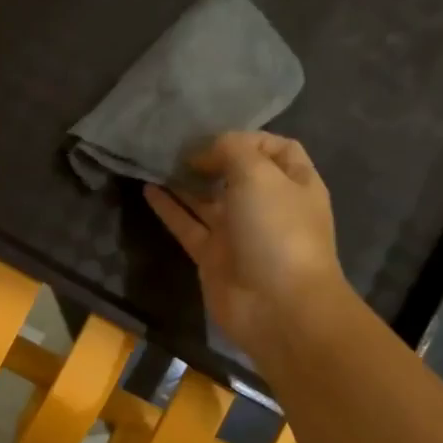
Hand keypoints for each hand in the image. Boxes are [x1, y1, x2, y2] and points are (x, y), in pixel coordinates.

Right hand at [145, 133, 347, 360]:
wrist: (277, 306)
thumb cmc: (277, 231)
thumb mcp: (259, 175)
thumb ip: (232, 151)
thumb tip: (205, 152)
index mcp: (294, 183)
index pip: (275, 149)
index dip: (248, 138)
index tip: (215, 137)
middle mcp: (267, 206)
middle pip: (236, 174)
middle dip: (210, 158)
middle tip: (177, 146)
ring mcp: (238, 233)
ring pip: (207, 200)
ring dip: (184, 182)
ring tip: (156, 161)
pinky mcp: (212, 257)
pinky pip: (187, 225)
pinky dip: (169, 208)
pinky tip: (148, 189)